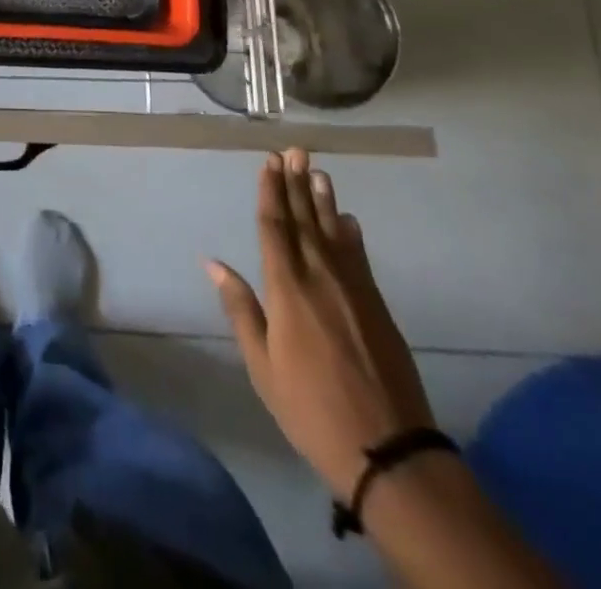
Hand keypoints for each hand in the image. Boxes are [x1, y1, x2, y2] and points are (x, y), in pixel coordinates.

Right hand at [205, 148, 433, 493]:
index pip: (274, 228)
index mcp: (286, 290)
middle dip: (296, 184)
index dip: (270, 192)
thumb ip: (241, 309)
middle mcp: (319, 278)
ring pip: (334, 233)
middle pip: (304, 221)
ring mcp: (353, 290)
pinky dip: (352, 236)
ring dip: (324, 200)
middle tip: (294, 150)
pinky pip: (360, 259)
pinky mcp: (377, 306)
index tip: (269, 162)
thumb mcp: (262, 366)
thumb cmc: (311, 409)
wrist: (388, 450)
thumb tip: (212, 263)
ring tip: (317, 171)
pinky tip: (349, 220)